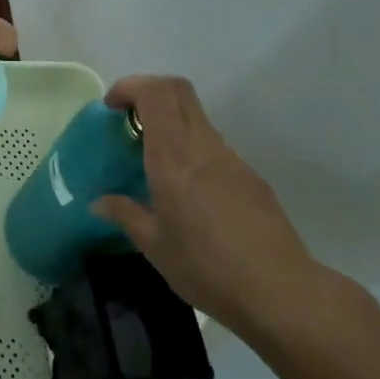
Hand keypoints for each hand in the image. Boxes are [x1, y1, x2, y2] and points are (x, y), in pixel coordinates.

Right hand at [92, 75, 333, 345]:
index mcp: (173, 156)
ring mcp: (230, 158)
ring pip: (196, 116)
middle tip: (129, 119)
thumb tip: (98, 203)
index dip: (130, 87)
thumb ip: (125, 215)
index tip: (111, 107)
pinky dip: (191, 147)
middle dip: (148, 91)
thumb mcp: (154, 246)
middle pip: (177, 89)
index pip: (154, 93)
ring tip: (154, 160)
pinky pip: (213, 146)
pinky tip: (188, 191)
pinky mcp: (250, 176)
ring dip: (171, 121)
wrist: (281, 292)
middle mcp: (202, 145)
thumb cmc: (207, 267)